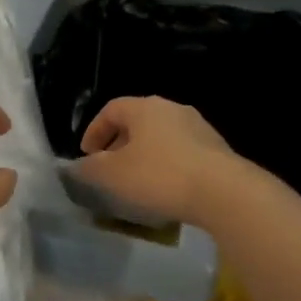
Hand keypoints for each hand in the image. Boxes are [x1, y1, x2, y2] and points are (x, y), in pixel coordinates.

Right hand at [73, 96, 240, 227]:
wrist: (223, 192)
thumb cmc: (160, 176)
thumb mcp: (113, 175)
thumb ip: (89, 169)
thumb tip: (77, 167)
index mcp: (144, 108)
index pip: (111, 110)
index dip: (94, 131)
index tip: (87, 156)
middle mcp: (172, 109)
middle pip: (137, 122)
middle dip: (119, 145)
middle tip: (110, 170)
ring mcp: (198, 127)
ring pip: (160, 137)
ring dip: (144, 156)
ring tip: (137, 182)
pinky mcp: (216, 149)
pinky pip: (181, 153)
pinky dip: (167, 165)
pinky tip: (165, 190)